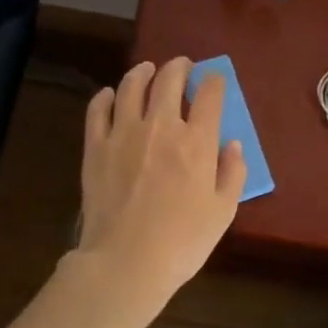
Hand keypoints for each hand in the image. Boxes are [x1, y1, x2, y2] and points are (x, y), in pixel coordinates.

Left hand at [75, 58, 245, 309]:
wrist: (126, 262)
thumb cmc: (183, 242)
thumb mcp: (223, 211)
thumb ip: (232, 173)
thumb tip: (232, 144)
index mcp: (197, 141)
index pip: (209, 94)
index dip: (214, 81)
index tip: (215, 80)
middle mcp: (160, 126)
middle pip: (168, 80)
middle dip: (179, 67)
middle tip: (182, 66)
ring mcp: (123, 133)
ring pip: (131, 87)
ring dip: (142, 72)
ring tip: (147, 70)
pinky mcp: (95, 147)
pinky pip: (97, 110)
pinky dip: (104, 97)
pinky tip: (109, 95)